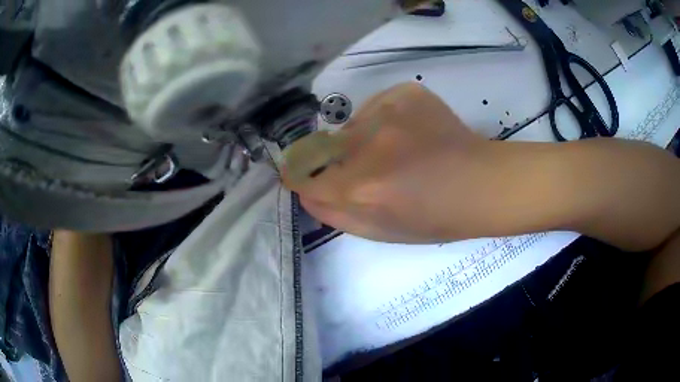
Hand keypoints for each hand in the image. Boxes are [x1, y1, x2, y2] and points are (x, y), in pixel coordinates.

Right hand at [282, 83, 489, 242]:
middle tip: (366, 170)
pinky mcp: (405, 93)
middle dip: (333, 162)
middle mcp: (368, 145)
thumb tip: (303, 191)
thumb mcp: (380, 231)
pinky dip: (381, 121)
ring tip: (394, 151)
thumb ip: (334, 213)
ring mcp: (388, 112)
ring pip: (350, 126)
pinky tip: (408, 133)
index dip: (300, 178)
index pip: (303, 177)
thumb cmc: (435, 218)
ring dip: (359, 141)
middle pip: (322, 148)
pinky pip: (374, 106)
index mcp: (361, 188)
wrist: (481, 184)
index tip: (305, 178)